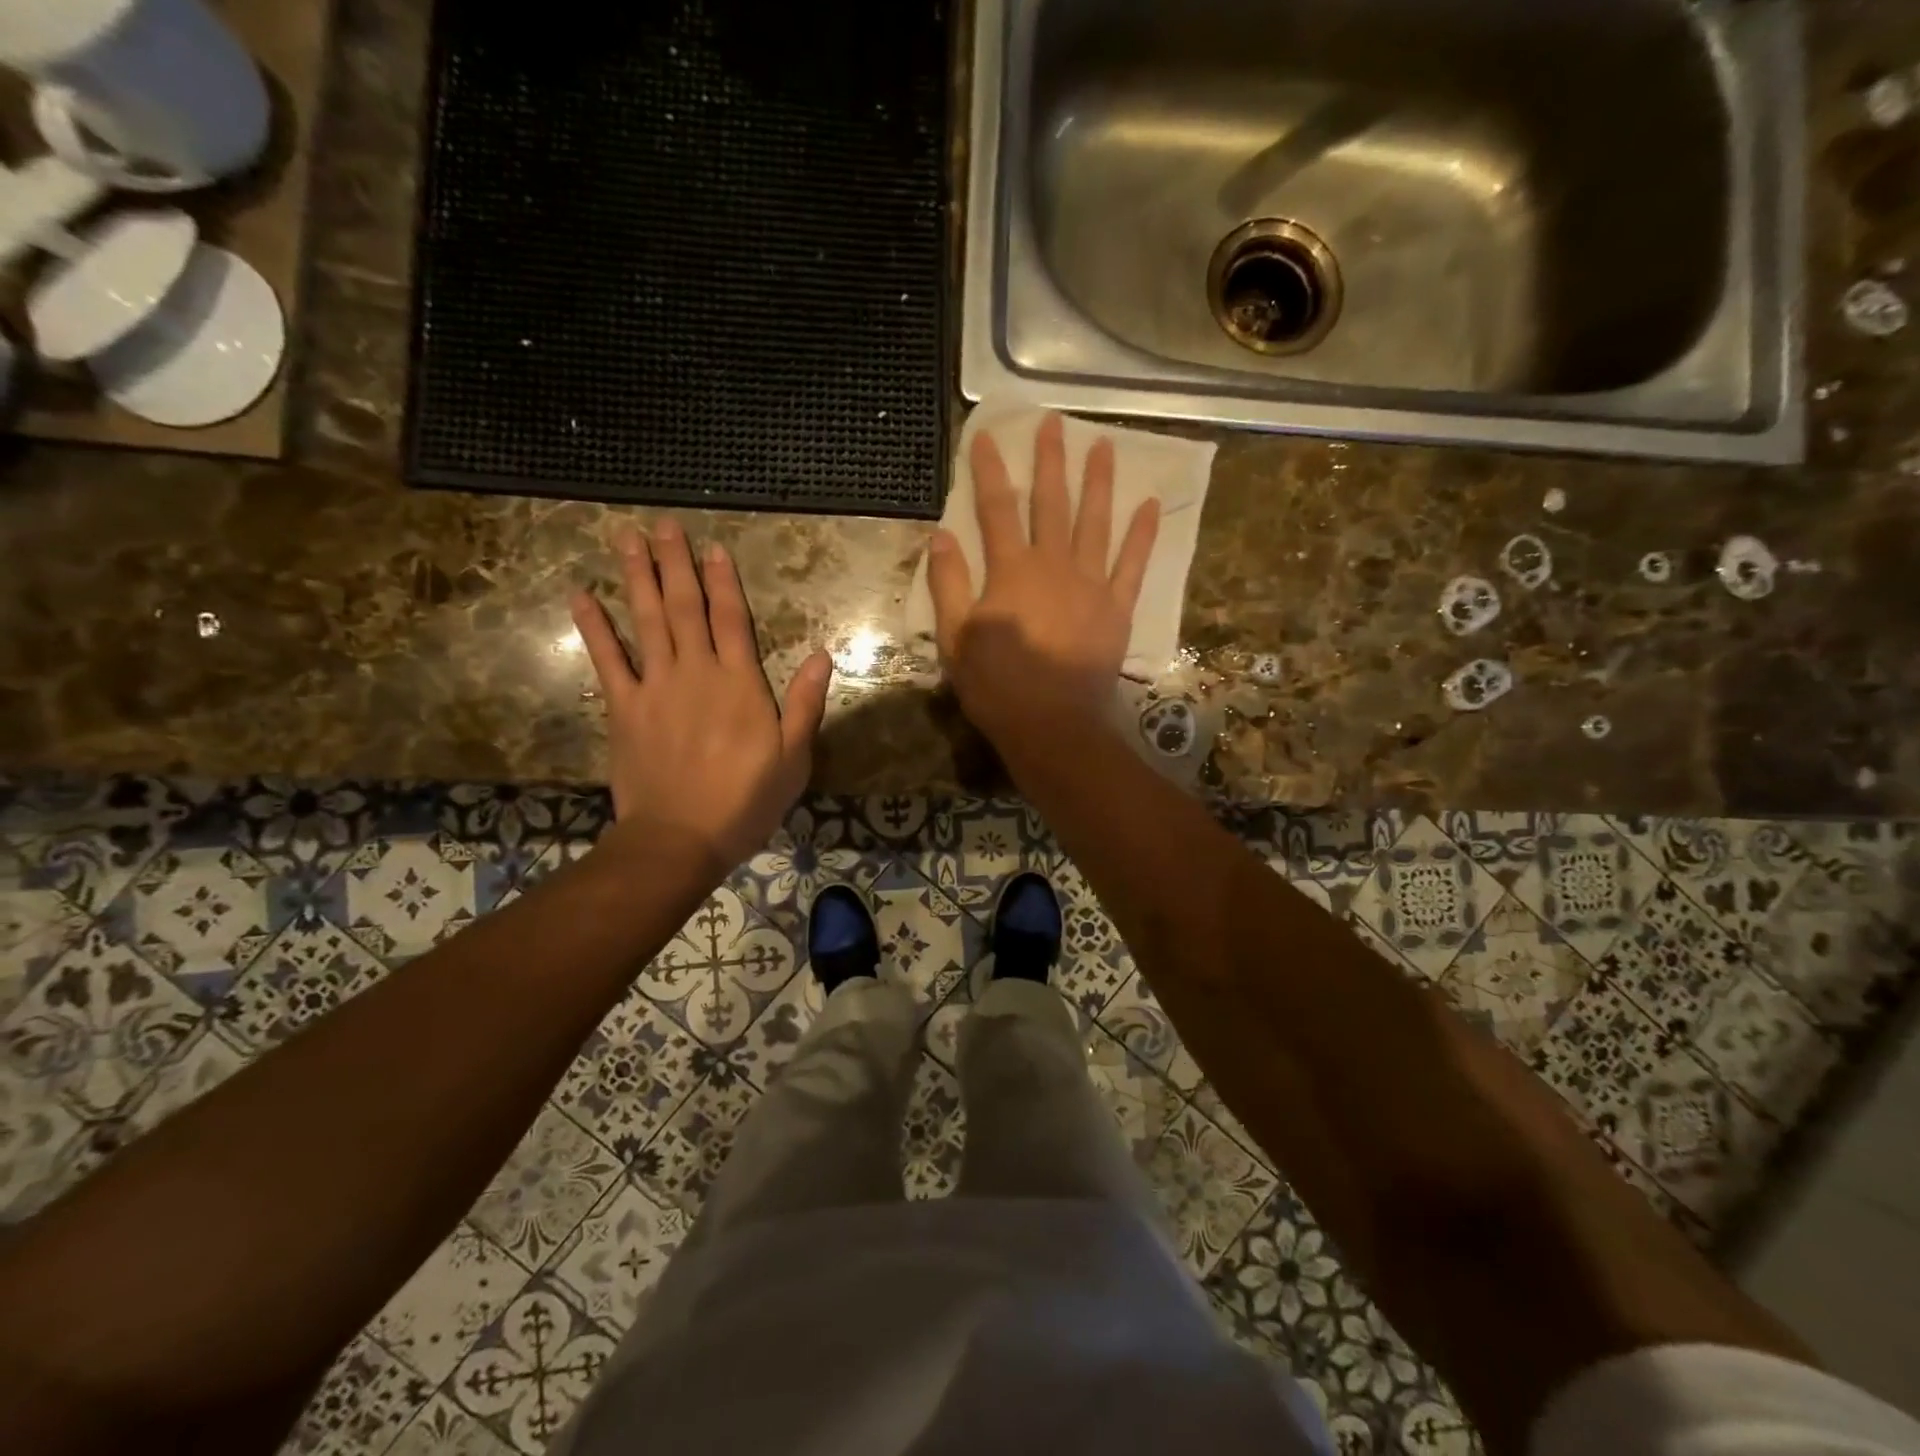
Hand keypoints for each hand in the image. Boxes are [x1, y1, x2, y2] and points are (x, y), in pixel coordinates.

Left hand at [572, 519, 832, 875]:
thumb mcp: (794, 758)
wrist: (681, 837)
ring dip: (636, 578)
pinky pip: (608, 660)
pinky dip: (594, 627)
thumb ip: (806, 704)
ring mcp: (655, 687)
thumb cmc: (746, 800)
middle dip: (675, 564)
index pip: (732, 619)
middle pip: (685, 608)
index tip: (712, 547)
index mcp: (740, 683)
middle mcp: (696, 672)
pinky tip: (581, 596)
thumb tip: (821, 655)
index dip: (723, 581)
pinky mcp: (624, 709)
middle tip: (663, 525)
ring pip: (646, 621)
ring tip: (627, 538)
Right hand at [927, 414, 1158, 740]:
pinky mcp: (1117, 607)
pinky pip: (1134, 564)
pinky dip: (1143, 534)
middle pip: (1052, 502)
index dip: (990, 469)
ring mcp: (1091, 583)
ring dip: (1100, 482)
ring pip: (1096, 522)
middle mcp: (1054, 565)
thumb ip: (949, 584)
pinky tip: (1152, 505)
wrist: (1052, 723)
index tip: (986, 434)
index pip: (997, 508)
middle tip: (1054, 423)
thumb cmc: (997, 685)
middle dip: (1051, 460)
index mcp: (1011, 571)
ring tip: (1105, 446)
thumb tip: (941, 536)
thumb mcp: (956, 638)